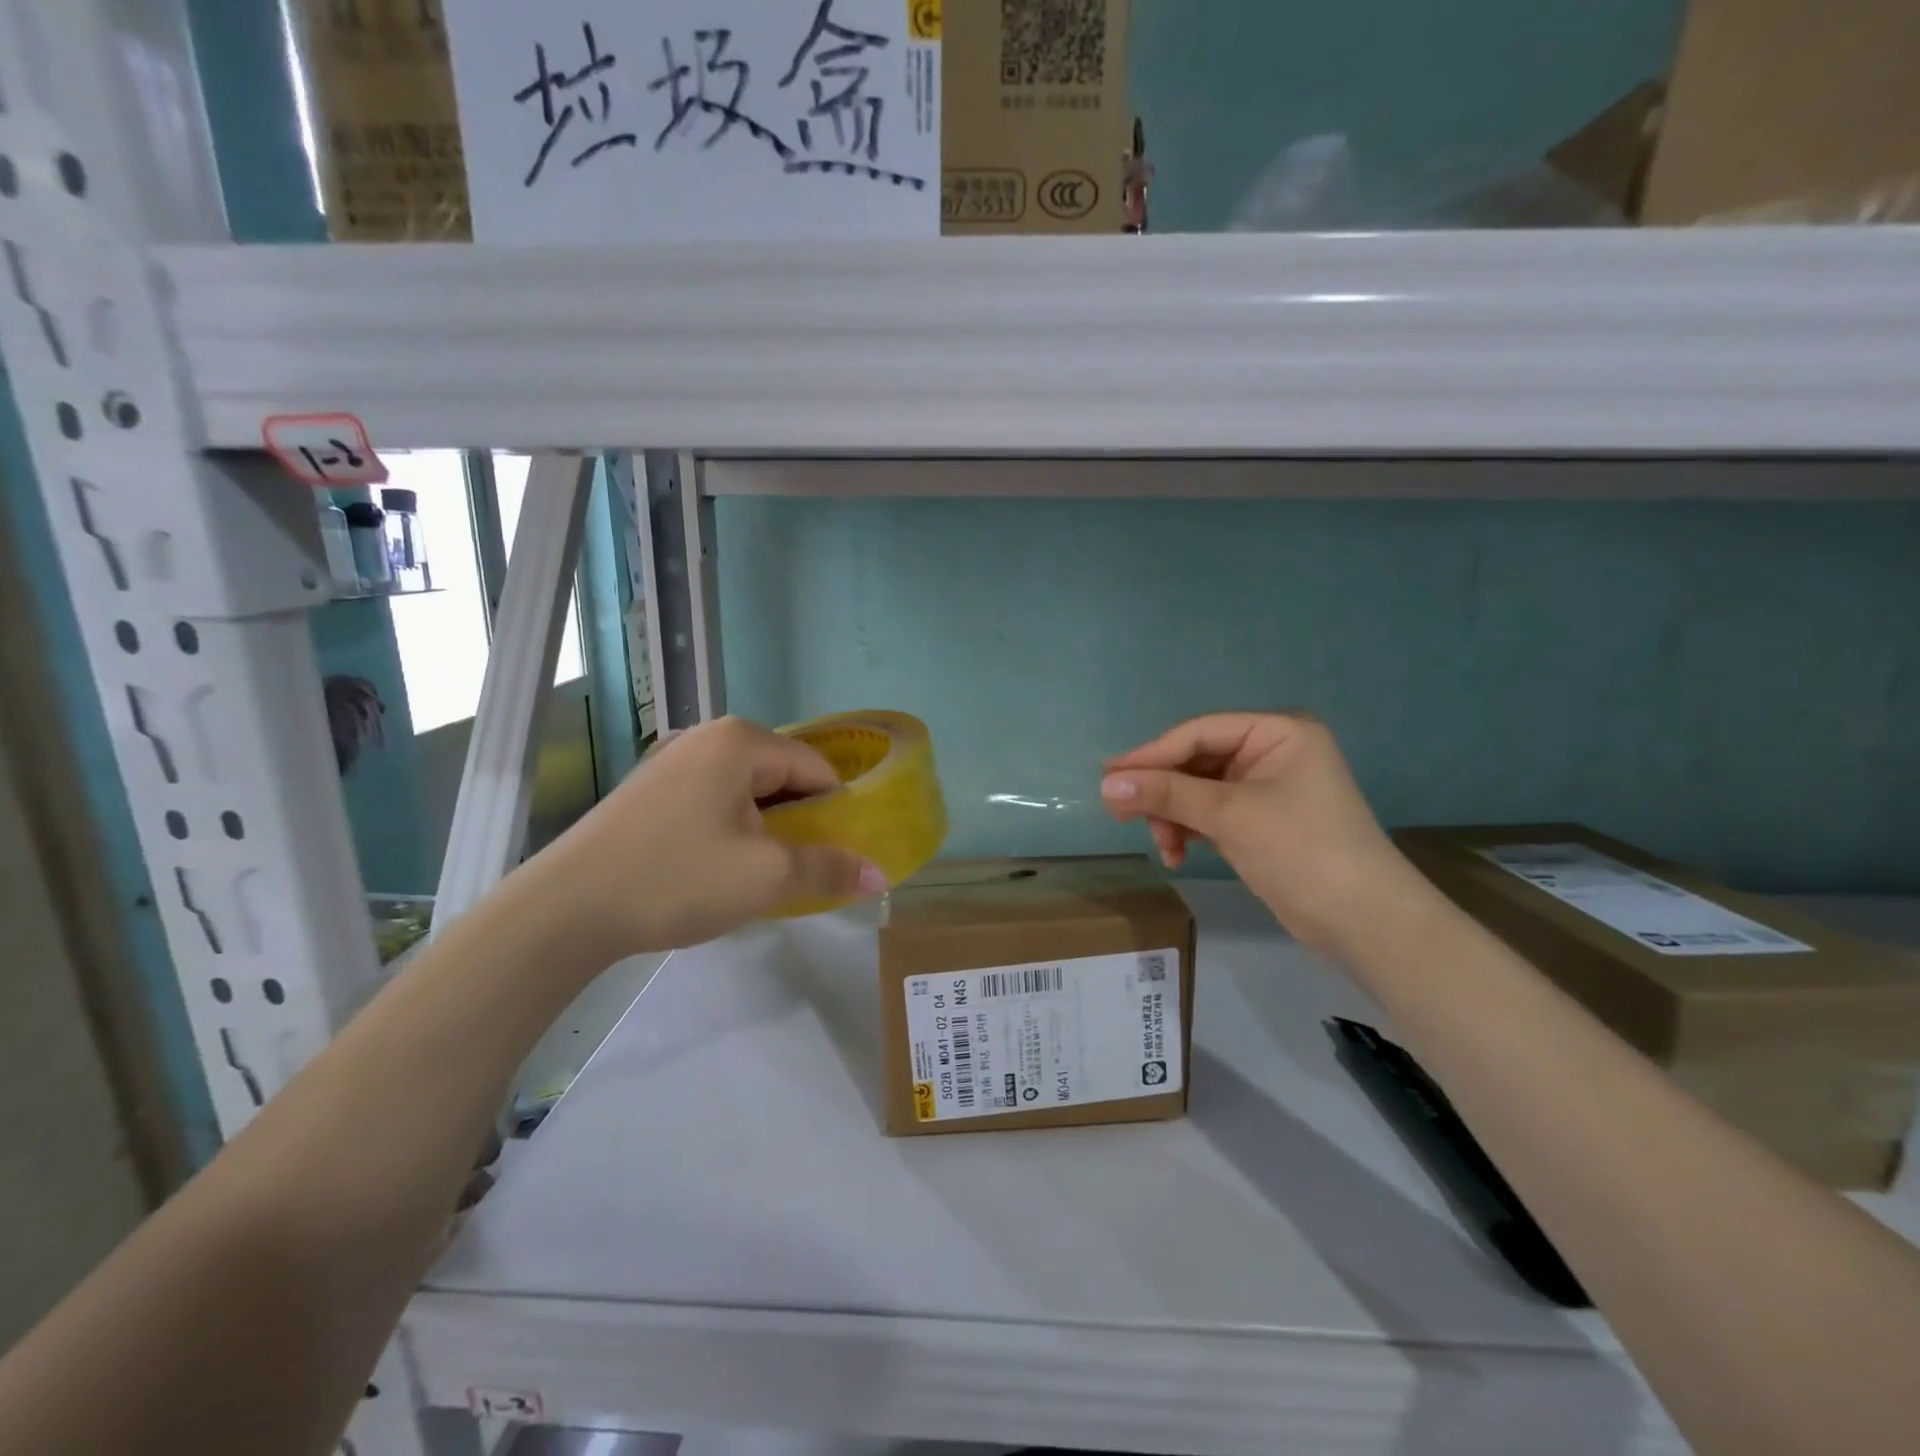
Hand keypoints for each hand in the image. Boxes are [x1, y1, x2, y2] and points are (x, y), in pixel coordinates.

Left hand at [516, 716, 884, 960]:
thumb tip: (881, 876)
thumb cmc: (677, 878)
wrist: (564, 909)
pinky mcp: (648, 790)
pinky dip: (731, 830)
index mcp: (741, 741)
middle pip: (781, 776)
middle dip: (800, 822)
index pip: (816, 767)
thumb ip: (829, 869)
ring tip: (763, 875)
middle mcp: (707, 737)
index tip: (840, 855)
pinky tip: (719, 869)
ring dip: (766, 830)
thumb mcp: (766, 877)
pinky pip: (712, 801)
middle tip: (803, 870)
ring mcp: (671, 761)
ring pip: (746, 792)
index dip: (837, 812)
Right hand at [1100, 712, 1416, 950]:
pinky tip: (1178, 854)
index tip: (1107, 777)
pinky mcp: (1260, 821)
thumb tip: (1106, 784)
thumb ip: (1166, 795)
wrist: (1365, 923)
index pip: (1198, 733)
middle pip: (1195, 761)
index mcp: (1278, 732)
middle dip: (1162, 791)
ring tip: (1162, 845)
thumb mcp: (1229, 817)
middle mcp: (1271, 752)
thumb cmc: (1302, 851)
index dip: (1151, 755)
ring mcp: (1266, 788)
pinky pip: (1210, 814)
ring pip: (1197, 791)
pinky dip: (1190, 831)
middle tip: (1120, 813)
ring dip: (1173, 816)